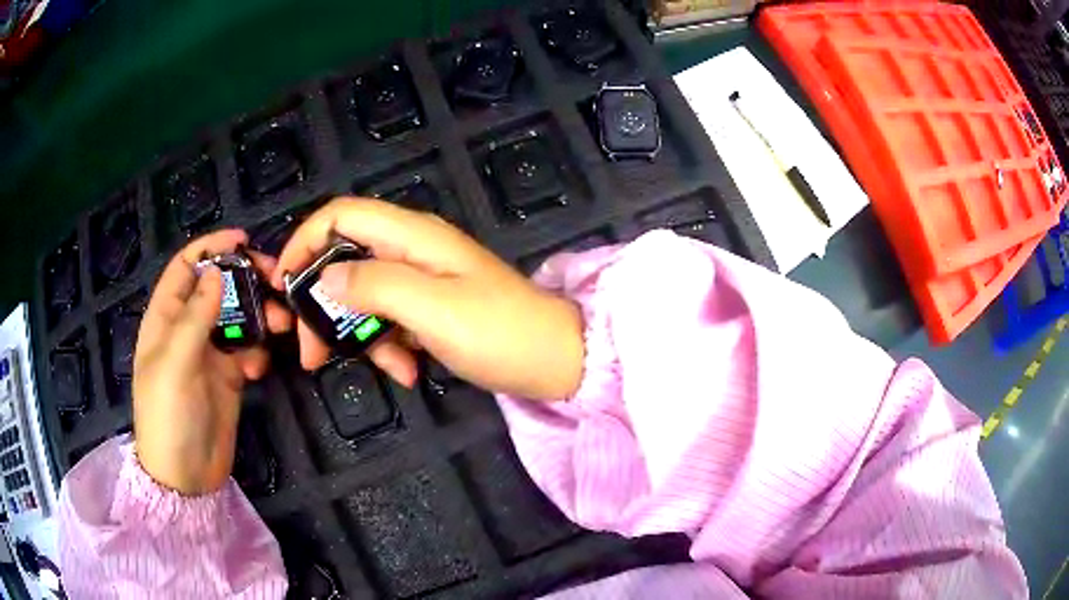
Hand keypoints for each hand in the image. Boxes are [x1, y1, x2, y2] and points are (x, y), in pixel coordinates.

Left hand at [134, 230, 292, 494]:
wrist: (186, 475)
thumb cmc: (169, 415)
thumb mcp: (175, 362)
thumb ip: (195, 316)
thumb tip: (217, 271)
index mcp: (165, 317)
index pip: (186, 267)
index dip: (210, 247)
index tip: (243, 240)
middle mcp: (187, 328)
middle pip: (218, 287)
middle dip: (245, 280)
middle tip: (276, 281)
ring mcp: (209, 353)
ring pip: (238, 316)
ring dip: (260, 315)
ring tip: (281, 325)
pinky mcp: (229, 376)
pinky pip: (248, 350)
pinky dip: (258, 351)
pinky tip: (260, 368)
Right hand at [273, 198, 584, 400]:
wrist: (554, 361)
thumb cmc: (498, 332)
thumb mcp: (431, 308)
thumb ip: (374, 285)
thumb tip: (325, 277)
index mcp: (411, 235)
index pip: (340, 214)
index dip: (304, 242)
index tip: (283, 286)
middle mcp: (411, 249)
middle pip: (343, 261)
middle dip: (323, 307)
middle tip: (312, 354)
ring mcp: (421, 280)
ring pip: (364, 298)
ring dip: (360, 337)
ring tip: (388, 371)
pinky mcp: (429, 308)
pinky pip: (390, 321)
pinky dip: (391, 347)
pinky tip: (410, 373)